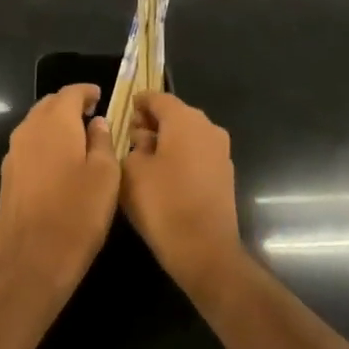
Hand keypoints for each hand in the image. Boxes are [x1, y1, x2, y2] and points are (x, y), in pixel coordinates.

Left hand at [0, 84, 118, 303]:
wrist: (31, 262)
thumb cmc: (77, 214)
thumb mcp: (105, 175)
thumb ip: (102, 141)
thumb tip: (97, 123)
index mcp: (54, 123)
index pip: (70, 92)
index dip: (87, 92)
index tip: (101, 97)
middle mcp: (28, 130)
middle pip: (49, 105)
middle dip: (69, 106)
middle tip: (92, 117)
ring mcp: (13, 155)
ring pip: (36, 126)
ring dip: (55, 126)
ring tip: (79, 140)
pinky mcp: (7, 178)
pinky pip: (28, 148)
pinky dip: (44, 146)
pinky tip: (59, 166)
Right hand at [121, 93, 244, 300]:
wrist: (205, 250)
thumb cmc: (163, 203)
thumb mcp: (132, 171)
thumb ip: (133, 145)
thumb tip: (142, 139)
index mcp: (185, 119)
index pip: (158, 98)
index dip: (139, 102)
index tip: (124, 111)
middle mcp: (208, 127)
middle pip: (175, 114)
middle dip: (152, 122)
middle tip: (129, 137)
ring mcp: (220, 151)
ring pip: (188, 134)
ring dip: (167, 140)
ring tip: (143, 158)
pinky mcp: (224, 174)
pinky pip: (198, 153)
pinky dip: (181, 156)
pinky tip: (163, 175)